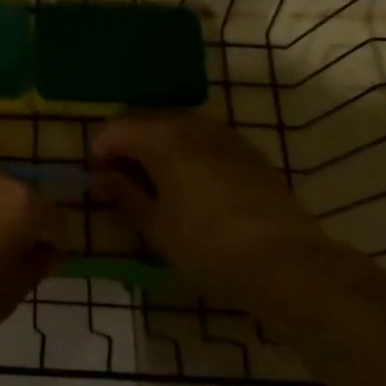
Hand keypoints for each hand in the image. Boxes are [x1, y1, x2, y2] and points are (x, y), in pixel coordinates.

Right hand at [91, 114, 321, 307]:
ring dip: (159, 149)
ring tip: (157, 186)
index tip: (98, 181)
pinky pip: (205, 141)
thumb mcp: (156, 227)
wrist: (287, 263)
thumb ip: (124, 195)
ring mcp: (225, 135)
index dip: (100, 152)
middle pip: (147, 122)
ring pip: (178, 129)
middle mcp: (192, 125)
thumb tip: (101, 177)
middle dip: (129, 147)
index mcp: (163, 139)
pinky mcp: (249, 151)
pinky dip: (188, 154)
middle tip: (123, 183)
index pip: (116, 129)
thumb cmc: (208, 247)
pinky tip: (193, 188)